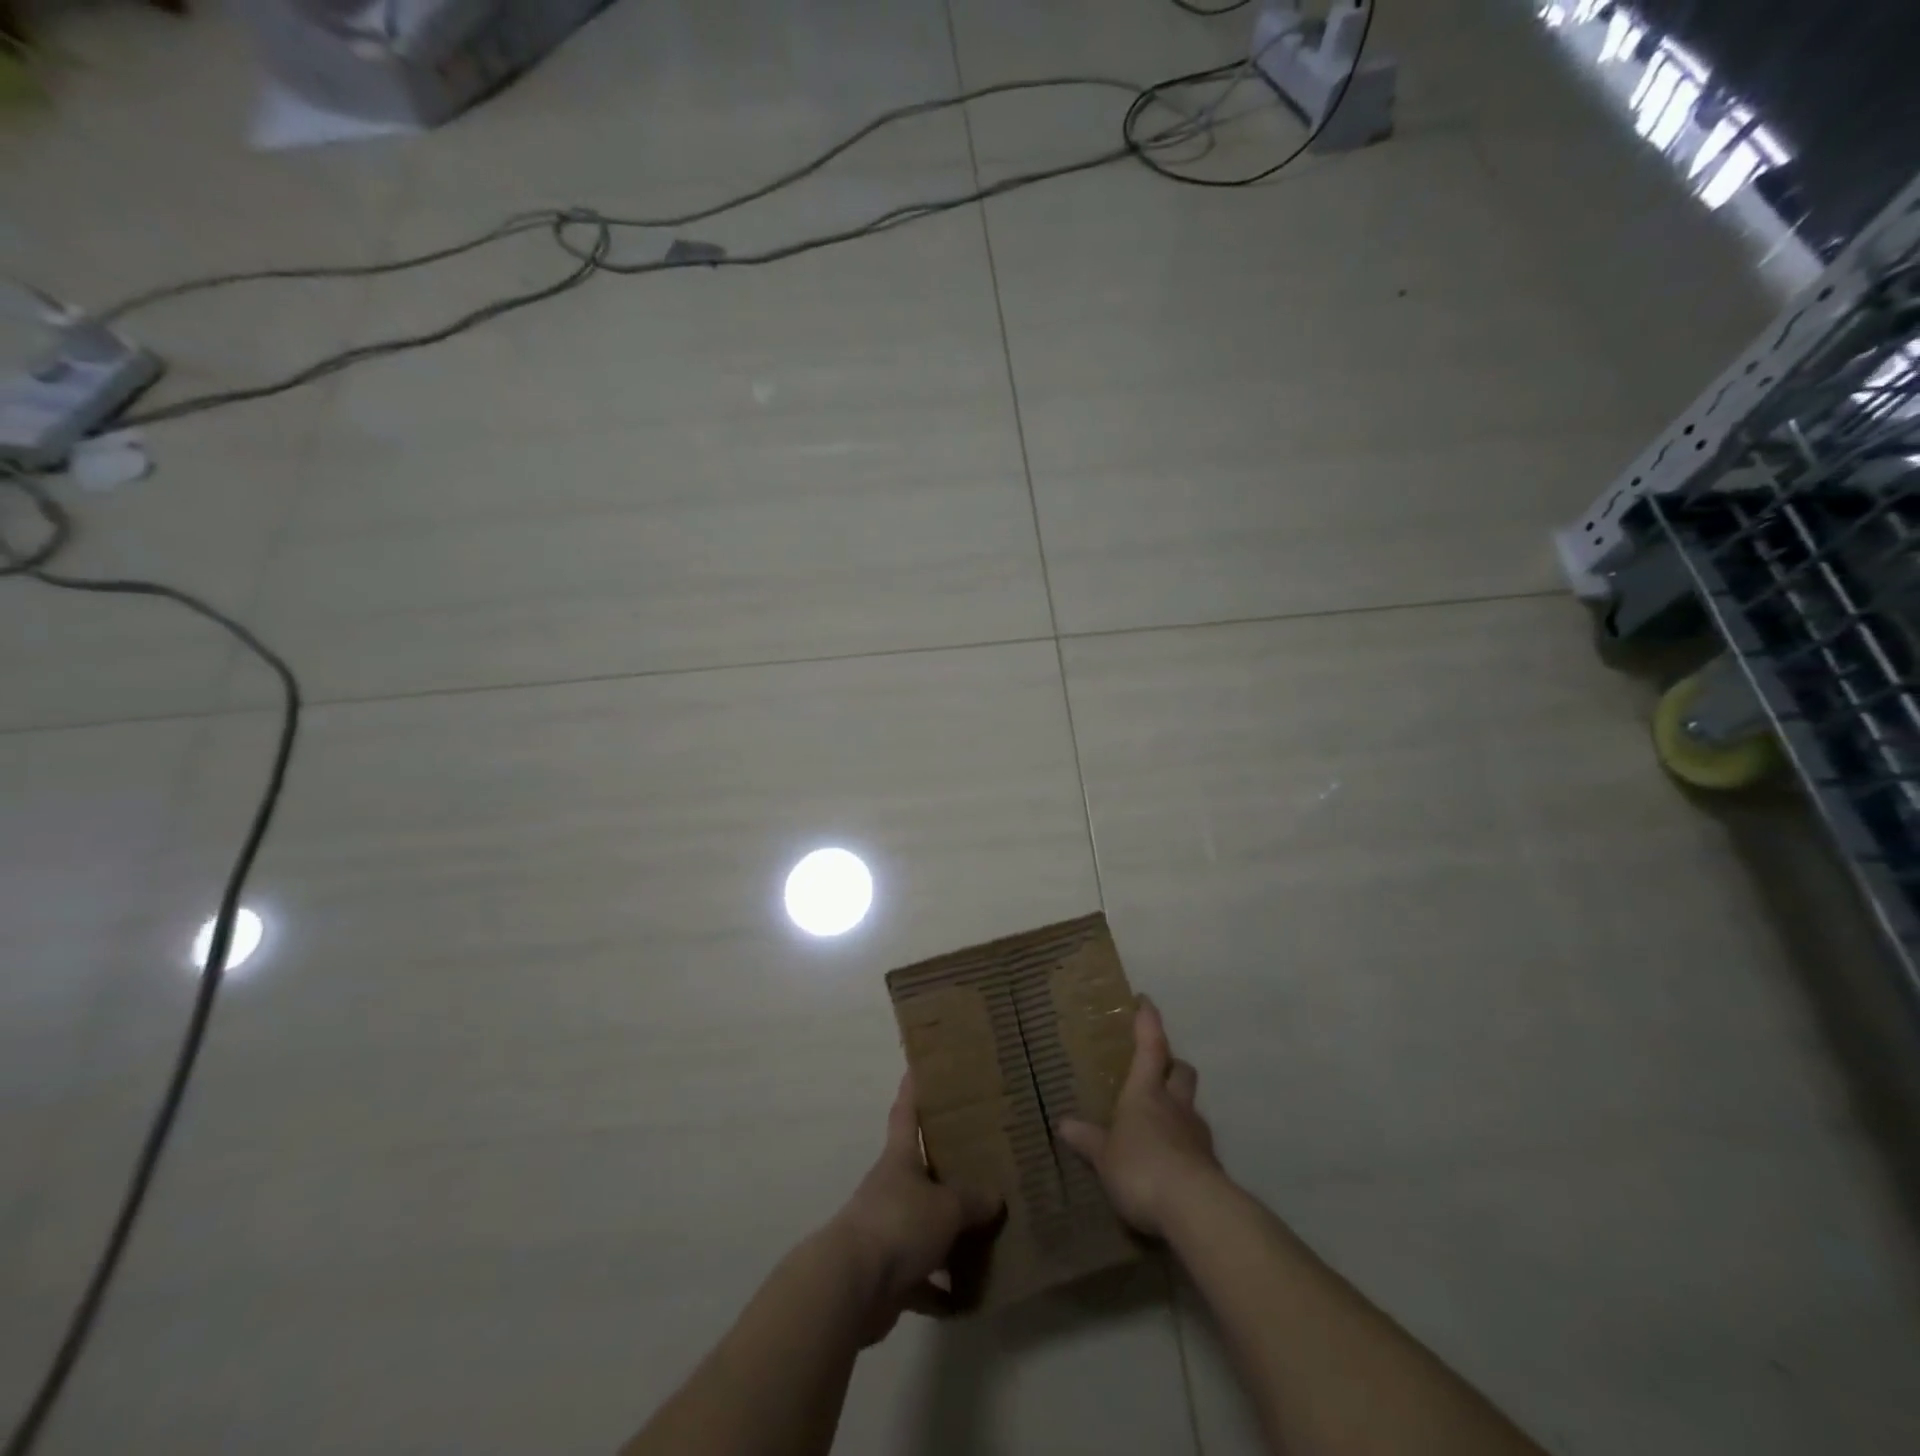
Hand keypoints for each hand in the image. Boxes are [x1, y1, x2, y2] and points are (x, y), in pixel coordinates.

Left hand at [824, 1074, 1002, 1342]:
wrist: (850, 1287)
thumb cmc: (898, 1224)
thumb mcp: (946, 1206)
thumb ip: (972, 1200)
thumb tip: (995, 1198)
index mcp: (901, 1158)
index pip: (907, 1111)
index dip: (914, 1087)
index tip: (919, 1065)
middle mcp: (893, 1188)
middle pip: (922, 1170)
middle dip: (948, 1167)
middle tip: (984, 1158)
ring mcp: (889, 1232)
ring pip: (925, 1226)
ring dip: (950, 1235)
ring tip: (988, 1233)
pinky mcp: (889, 1276)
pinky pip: (922, 1280)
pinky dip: (941, 1290)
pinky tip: (968, 1299)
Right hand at [1057, 996, 1223, 1238]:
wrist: (1195, 1210)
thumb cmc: (1141, 1168)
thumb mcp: (1104, 1157)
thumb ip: (1088, 1140)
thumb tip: (1064, 1123)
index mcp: (1146, 1092)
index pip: (1150, 1045)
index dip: (1148, 1021)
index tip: (1145, 1001)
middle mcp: (1175, 1105)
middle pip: (1181, 1070)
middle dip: (1171, 1064)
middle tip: (1156, 1068)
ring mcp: (1197, 1134)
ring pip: (1191, 1106)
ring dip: (1179, 1105)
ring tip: (1161, 1120)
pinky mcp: (1210, 1165)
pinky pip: (1196, 1143)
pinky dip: (1185, 1144)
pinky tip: (1171, 1161)